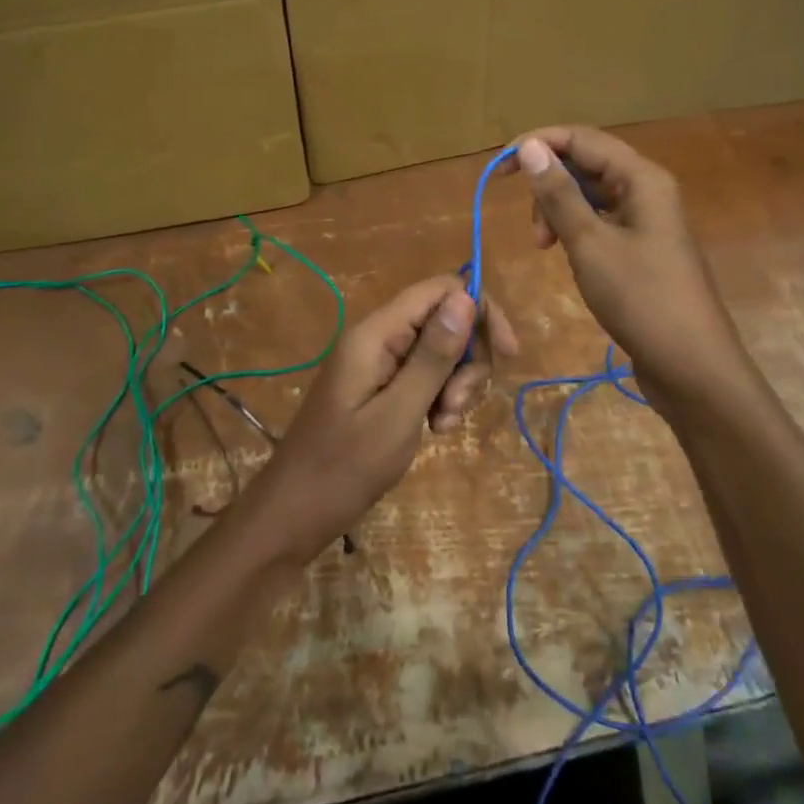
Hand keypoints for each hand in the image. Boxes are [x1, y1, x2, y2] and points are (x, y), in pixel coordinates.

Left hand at [257, 275, 517, 553]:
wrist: (296, 513)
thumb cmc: (345, 467)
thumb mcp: (399, 413)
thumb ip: (433, 356)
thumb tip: (466, 297)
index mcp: (376, 333)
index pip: (441, 290)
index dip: (480, 311)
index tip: (507, 354)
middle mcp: (379, 337)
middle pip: (446, 319)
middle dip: (467, 359)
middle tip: (456, 406)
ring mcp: (380, 362)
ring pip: (442, 350)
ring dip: (456, 384)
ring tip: (443, 425)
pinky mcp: (383, 386)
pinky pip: (426, 375)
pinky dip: (441, 398)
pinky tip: (436, 430)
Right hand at [514, 126, 749, 411]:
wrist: (690, 365)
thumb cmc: (640, 299)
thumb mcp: (590, 244)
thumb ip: (558, 194)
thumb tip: (528, 147)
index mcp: (641, 178)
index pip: (581, 138)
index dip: (537, 144)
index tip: (499, 170)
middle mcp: (647, 189)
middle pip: (586, 164)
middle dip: (549, 186)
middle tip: (534, 231)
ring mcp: (647, 219)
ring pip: (590, 195)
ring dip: (559, 211)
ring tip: (545, 248)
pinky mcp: (642, 247)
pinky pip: (600, 221)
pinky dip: (576, 230)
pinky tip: (566, 254)